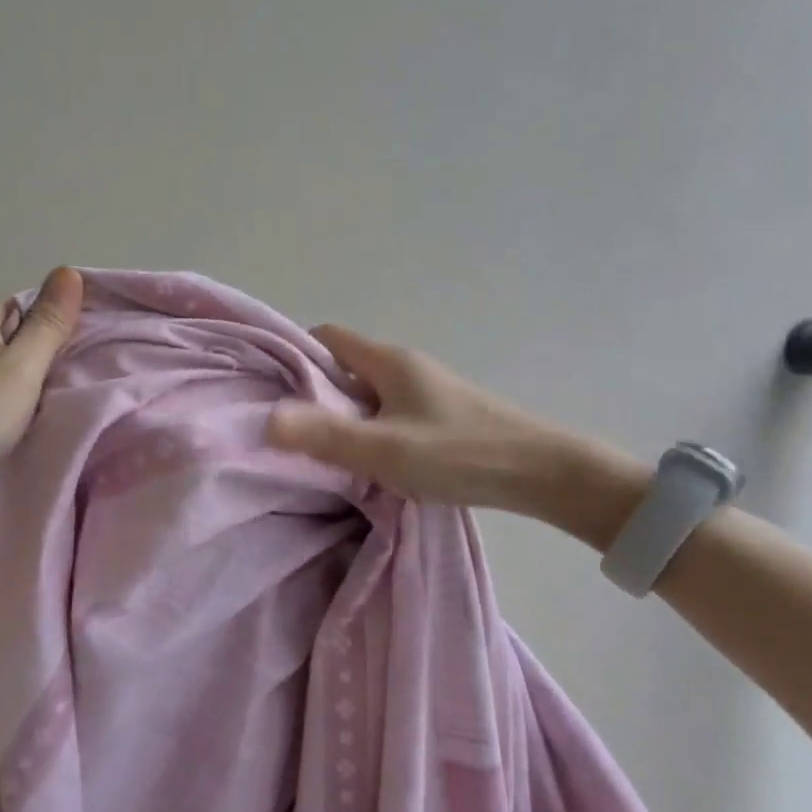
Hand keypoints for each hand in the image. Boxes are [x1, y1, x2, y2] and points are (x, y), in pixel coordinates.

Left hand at [0, 267, 83, 536]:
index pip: (29, 308)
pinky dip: (22, 410)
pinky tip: (42, 423)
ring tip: (68, 404)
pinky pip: (3, 399)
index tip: (89, 352)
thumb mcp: (22, 367)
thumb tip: (69, 270)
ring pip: (15, 373)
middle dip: (51, 361)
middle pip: (22, 340)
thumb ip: (49, 323)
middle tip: (84, 381)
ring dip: (38, 389)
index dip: (59, 328)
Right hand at [267, 324, 623, 521]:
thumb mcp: (384, 449)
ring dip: (343, 416)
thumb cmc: (459, 453)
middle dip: (315, 393)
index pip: (327, 338)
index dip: (296, 356)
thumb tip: (265, 419)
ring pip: (367, 394)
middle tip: (291, 429)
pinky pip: (388, 412)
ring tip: (324, 452)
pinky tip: (369, 463)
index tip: (272, 390)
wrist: (545, 474)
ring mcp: (425, 391)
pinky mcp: (440, 416)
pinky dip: (370, 430)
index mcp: (388, 361)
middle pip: (344, 367)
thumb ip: (324, 436)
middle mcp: (404, 367)